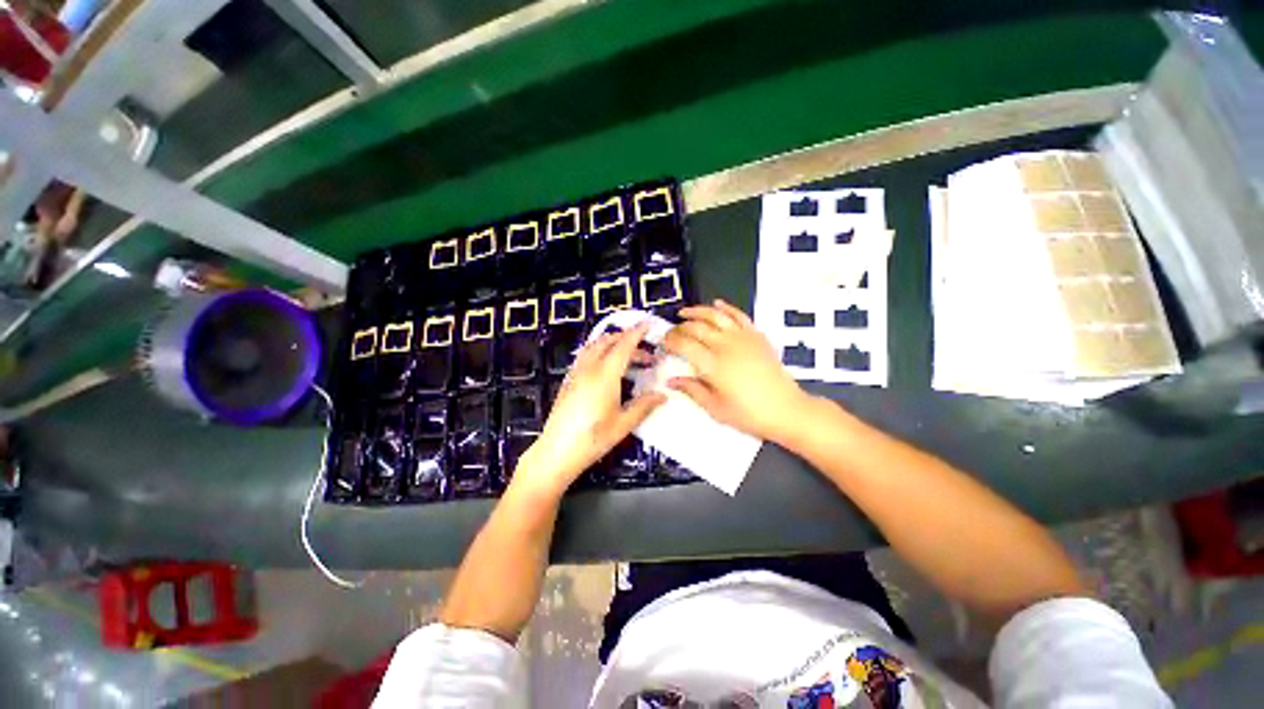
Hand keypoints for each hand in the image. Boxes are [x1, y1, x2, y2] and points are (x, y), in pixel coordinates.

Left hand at [515, 322, 664, 496]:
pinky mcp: (569, 380)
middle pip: (608, 342)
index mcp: (605, 375)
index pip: (624, 346)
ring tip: (628, 356)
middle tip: (646, 353)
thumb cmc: (593, 439)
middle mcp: (589, 368)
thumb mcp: (623, 424)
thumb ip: (644, 406)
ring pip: (595, 346)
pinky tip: (607, 366)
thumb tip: (663, 395)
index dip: (637, 333)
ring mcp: (576, 373)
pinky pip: (586, 355)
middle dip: (627, 339)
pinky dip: (600, 351)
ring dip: (612, 343)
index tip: (647, 324)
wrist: (557, 451)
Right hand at [663, 299, 809, 443]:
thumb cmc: (748, 414)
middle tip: (671, 332)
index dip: (670, 341)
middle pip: (696, 327)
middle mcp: (725, 345)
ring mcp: (742, 338)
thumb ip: (691, 390)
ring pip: (715, 316)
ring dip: (697, 311)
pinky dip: (726, 307)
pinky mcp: (756, 336)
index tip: (663, 343)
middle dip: (679, 327)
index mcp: (713, 365)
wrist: (786, 410)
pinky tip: (717, 304)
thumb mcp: (715, 408)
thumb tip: (671, 380)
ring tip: (685, 312)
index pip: (684, 344)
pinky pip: (739, 315)